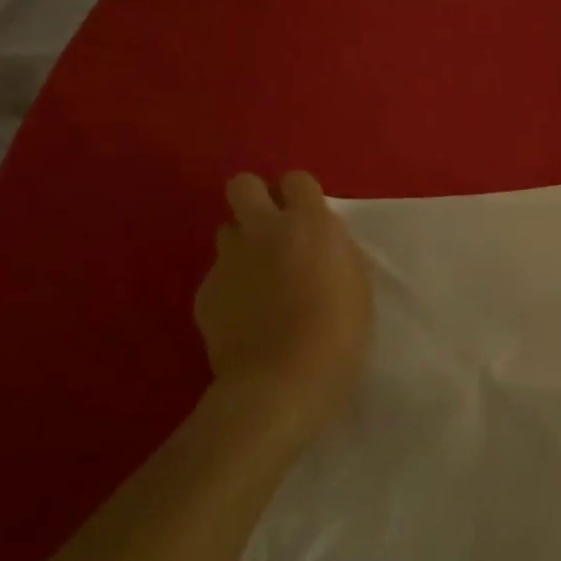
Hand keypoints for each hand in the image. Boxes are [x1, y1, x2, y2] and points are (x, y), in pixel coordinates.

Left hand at [194, 172, 374, 438]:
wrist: (283, 381)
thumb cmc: (340, 330)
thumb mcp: (355, 279)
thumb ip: (332, 249)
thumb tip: (316, 241)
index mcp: (309, 223)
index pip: (296, 179)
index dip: (300, 195)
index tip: (308, 217)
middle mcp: (263, 231)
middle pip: (243, 185)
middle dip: (255, 199)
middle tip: (272, 229)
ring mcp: (228, 261)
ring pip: (227, 232)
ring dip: (243, 245)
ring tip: (259, 277)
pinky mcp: (205, 293)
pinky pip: (218, 276)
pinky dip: (232, 288)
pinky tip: (246, 316)